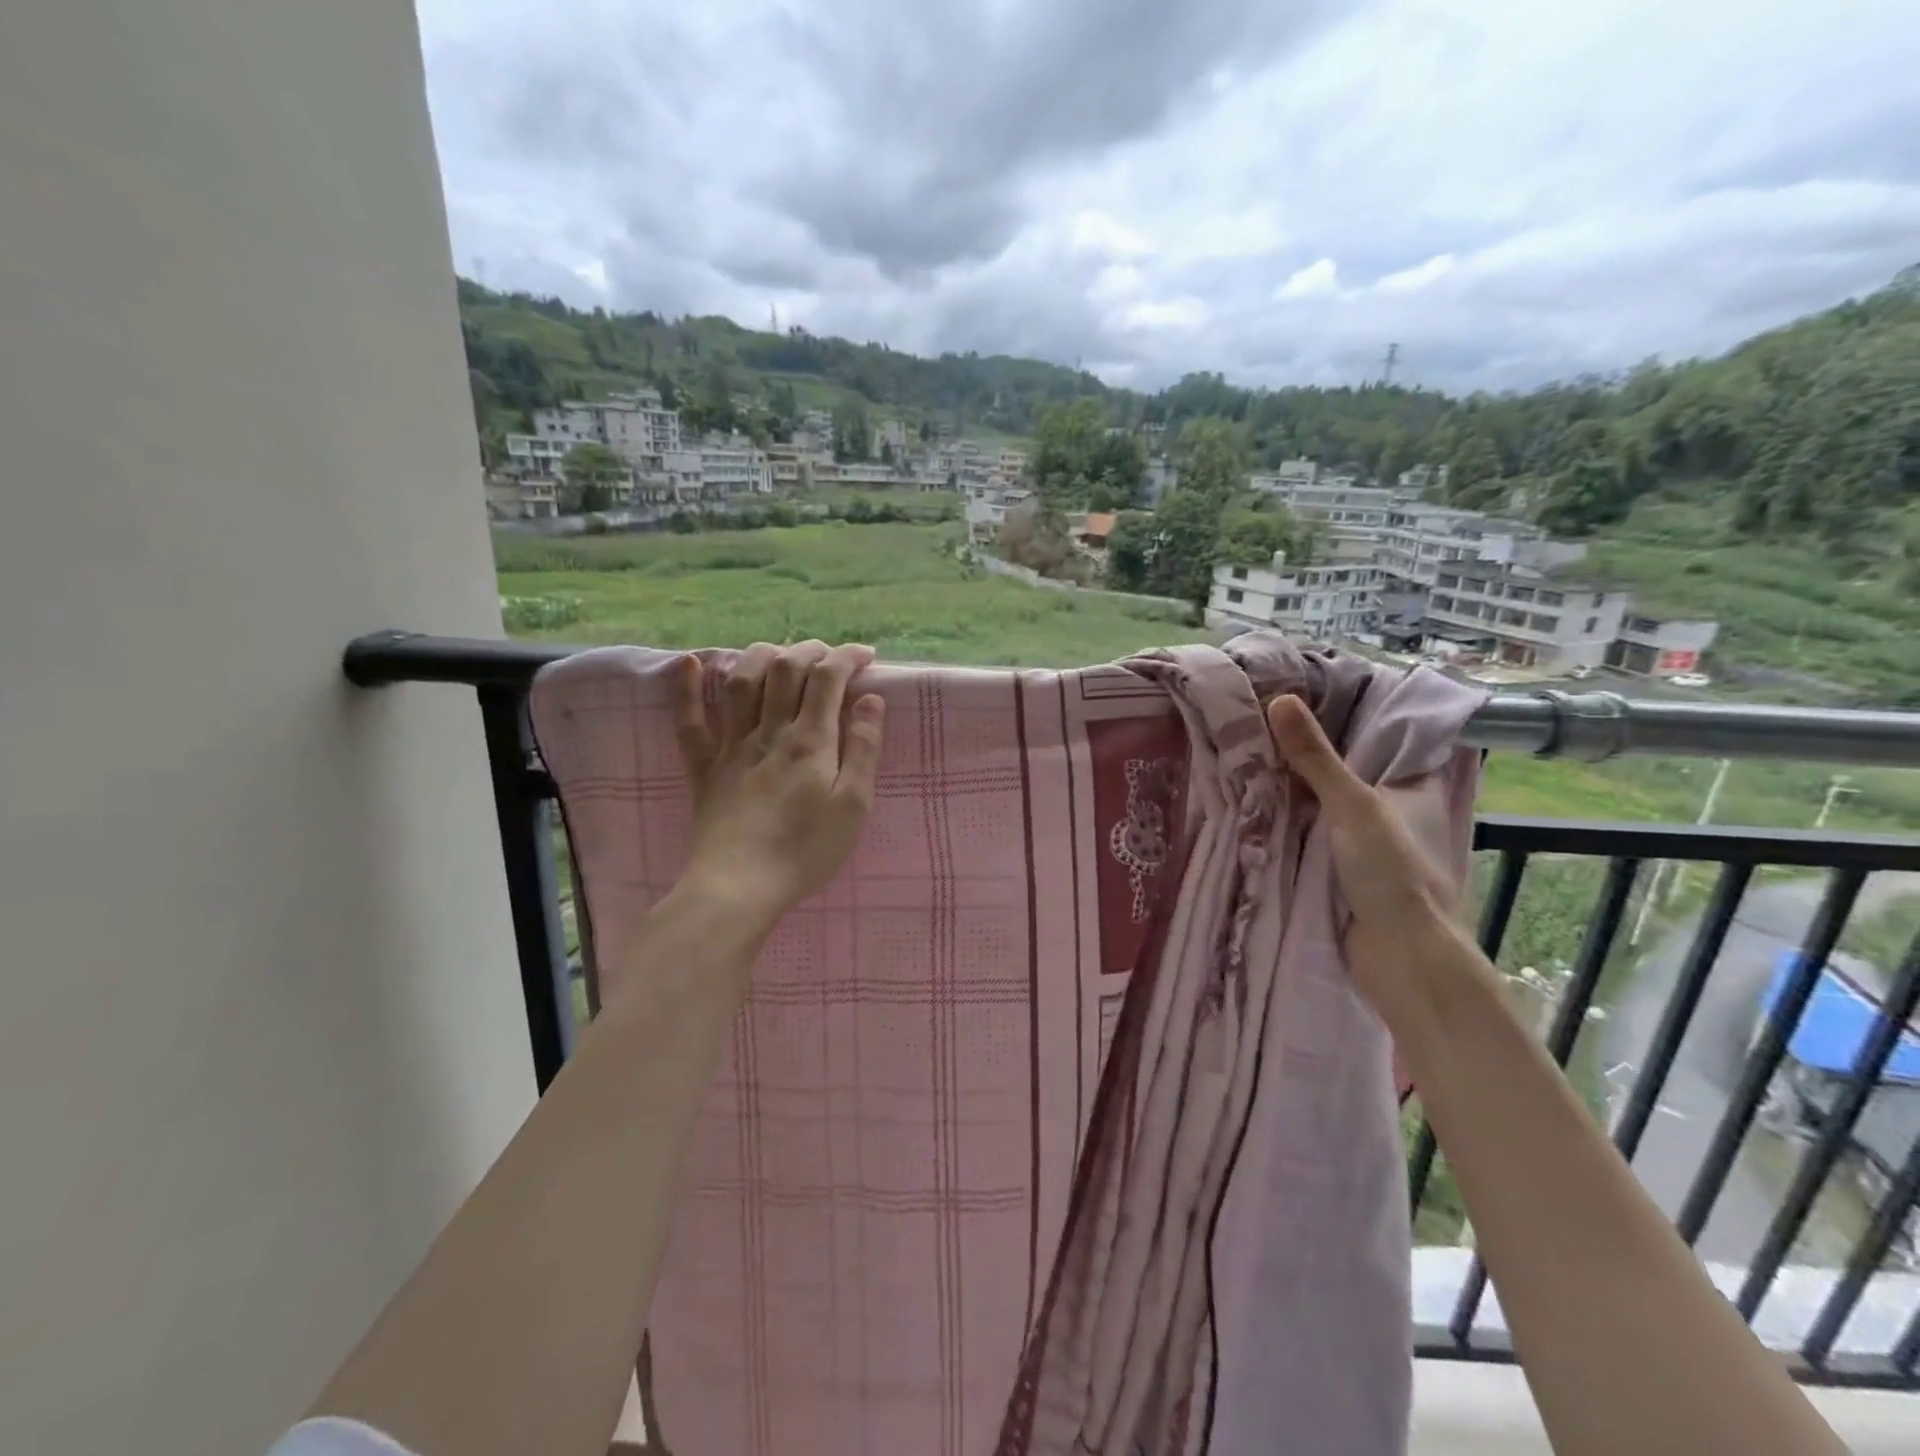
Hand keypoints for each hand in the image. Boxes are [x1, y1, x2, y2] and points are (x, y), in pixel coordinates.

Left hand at [671, 640, 886, 940]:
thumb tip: (871, 699)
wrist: (739, 887)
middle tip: (829, 656)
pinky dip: (687, 689)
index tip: (866, 656)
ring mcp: (730, 746)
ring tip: (778, 653)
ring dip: (760, 656)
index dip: (847, 657)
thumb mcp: (854, 805)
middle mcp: (769, 731)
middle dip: (810, 650)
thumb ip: (864, 748)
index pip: (828, 678)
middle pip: (785, 669)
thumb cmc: (805, 850)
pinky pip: (690, 722)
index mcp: (810, 741)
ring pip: (741, 682)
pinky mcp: (704, 768)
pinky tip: (690, 664)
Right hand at [1265, 695, 1468, 1002]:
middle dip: (1303, 755)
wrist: (1398, 958)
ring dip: (1287, 792)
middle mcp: (1386, 813)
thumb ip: (1315, 757)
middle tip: (1255, 721)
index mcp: (1408, 790)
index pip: (1377, 740)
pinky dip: (1282, 825)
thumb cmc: (1392, 873)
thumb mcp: (1353, 805)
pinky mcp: (1335, 873)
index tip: (1300, 695)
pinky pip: (1304, 837)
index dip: (1343, 717)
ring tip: (1240, 754)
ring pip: (1318, 807)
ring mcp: (1360, 845)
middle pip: (1340, 773)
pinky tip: (1247, 806)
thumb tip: (1279, 699)